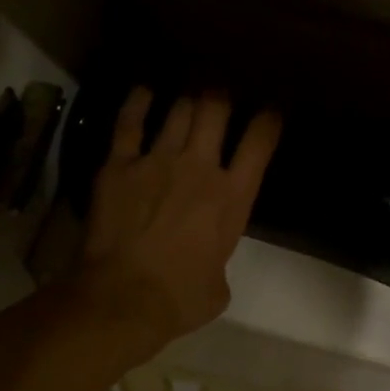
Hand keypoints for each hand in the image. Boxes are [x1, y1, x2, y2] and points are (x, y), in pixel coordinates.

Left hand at [73, 88, 280, 351]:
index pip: (259, 142)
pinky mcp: (119, 165)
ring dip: (187, 98)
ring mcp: (157, 161)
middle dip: (221, 95)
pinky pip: (129, 123)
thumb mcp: (219, 286)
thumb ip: (219, 260)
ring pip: (179, 110)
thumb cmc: (179, 300)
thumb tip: (208, 261)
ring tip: (190, 94)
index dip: (268, 119)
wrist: (123, 299)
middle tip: (220, 94)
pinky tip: (144, 90)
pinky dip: (138, 103)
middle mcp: (200, 168)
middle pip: (215, 109)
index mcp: (233, 197)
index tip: (270, 110)